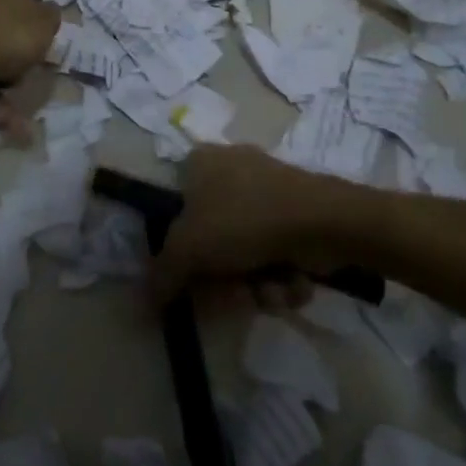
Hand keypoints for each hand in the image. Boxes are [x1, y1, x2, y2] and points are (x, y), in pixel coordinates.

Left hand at [0, 0, 61, 103]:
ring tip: (13, 111)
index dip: (36, 21)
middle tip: (24, 74)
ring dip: (1, 77)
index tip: (39, 44)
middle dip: (16, 53)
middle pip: (7, 24)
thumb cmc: (5, 35)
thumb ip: (52, 16)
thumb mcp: (45, 24)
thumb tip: (46, 11)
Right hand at [150, 145, 350, 302]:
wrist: (324, 220)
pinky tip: (294, 282)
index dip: (183, 250)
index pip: (175, 209)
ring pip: (247, 253)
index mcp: (199, 163)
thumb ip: (162, 275)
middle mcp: (230, 169)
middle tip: (237, 295)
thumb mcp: (189, 248)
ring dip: (256, 285)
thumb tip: (141, 302)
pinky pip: (276, 252)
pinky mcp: (297, 212)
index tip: (193, 279)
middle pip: (214, 240)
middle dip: (227, 278)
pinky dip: (282, 276)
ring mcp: (267, 189)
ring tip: (270, 290)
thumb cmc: (244, 220)